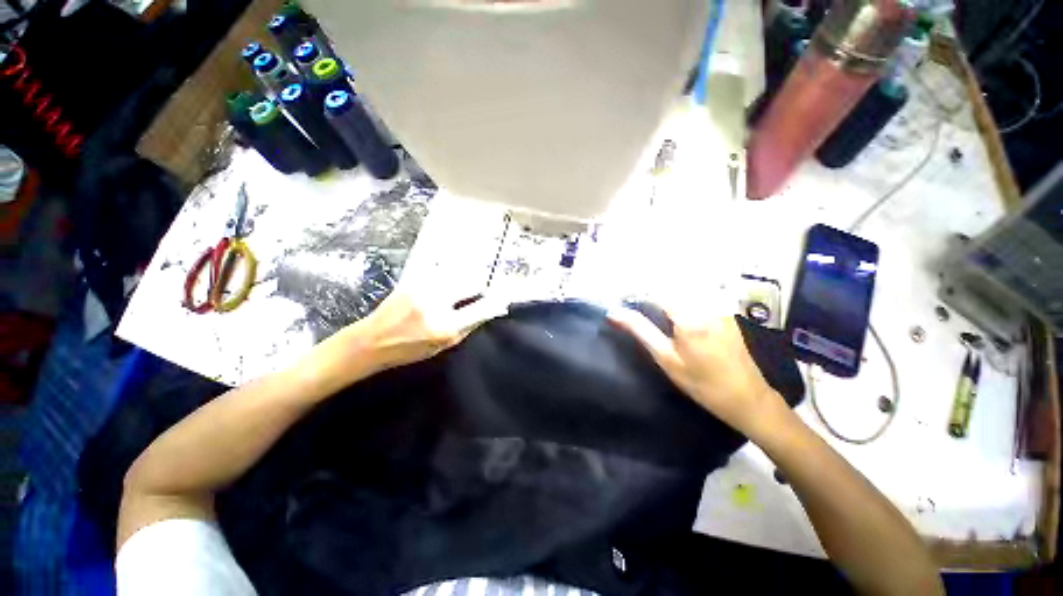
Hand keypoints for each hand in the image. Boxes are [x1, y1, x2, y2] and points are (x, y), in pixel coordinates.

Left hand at [346, 289, 506, 374]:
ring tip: (457, 289)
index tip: (505, 296)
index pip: (481, 309)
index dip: (496, 301)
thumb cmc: (408, 350)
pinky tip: (443, 283)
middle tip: (478, 292)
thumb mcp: (442, 347)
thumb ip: (467, 327)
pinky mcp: (413, 278)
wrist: (370, 340)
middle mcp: (436, 304)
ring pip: (457, 273)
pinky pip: (440, 270)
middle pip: (471, 283)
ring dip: (463, 279)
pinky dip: (447, 274)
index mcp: (445, 327)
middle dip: (478, 287)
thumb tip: (489, 311)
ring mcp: (423, 288)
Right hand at [608, 305, 788, 438]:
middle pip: (671, 285)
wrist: (747, 398)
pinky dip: (683, 295)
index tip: (623, 301)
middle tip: (636, 304)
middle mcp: (706, 304)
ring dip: (666, 291)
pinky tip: (676, 309)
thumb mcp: (665, 358)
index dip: (636, 293)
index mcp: (689, 316)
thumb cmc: (701, 382)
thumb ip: (640, 330)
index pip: (655, 292)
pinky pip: (700, 293)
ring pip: (686, 287)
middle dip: (650, 291)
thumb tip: (614, 313)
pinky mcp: (727, 311)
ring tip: (653, 305)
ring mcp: (720, 306)